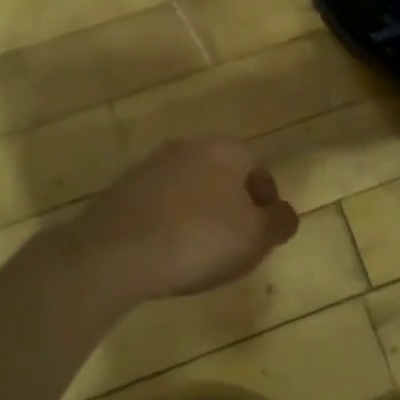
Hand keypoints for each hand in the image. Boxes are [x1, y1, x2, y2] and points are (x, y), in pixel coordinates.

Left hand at [66, 137, 299, 303]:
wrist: (115, 253)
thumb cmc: (198, 240)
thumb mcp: (255, 238)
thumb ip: (279, 222)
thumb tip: (284, 213)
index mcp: (224, 150)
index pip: (258, 165)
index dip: (267, 198)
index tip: (265, 229)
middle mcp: (188, 147)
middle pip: (222, 172)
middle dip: (234, 202)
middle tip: (236, 239)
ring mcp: (150, 165)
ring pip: (189, 185)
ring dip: (200, 210)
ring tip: (200, 249)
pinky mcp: (122, 188)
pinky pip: (159, 202)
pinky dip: (170, 220)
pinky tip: (167, 250)